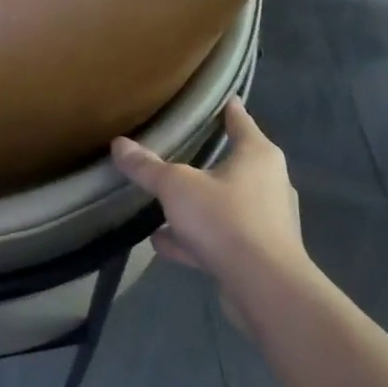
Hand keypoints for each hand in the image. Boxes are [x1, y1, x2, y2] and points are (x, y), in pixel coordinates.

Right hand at [111, 97, 307, 300]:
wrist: (265, 287)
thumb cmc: (225, 220)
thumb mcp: (176, 187)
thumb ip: (147, 167)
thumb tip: (118, 143)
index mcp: (257, 156)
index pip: (241, 121)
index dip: (228, 109)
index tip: (221, 99)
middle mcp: (269, 183)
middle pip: (234, 164)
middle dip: (207, 161)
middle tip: (180, 151)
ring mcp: (267, 221)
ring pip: (225, 204)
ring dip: (197, 205)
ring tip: (164, 205)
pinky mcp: (259, 254)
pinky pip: (220, 237)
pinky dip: (195, 237)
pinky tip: (164, 243)